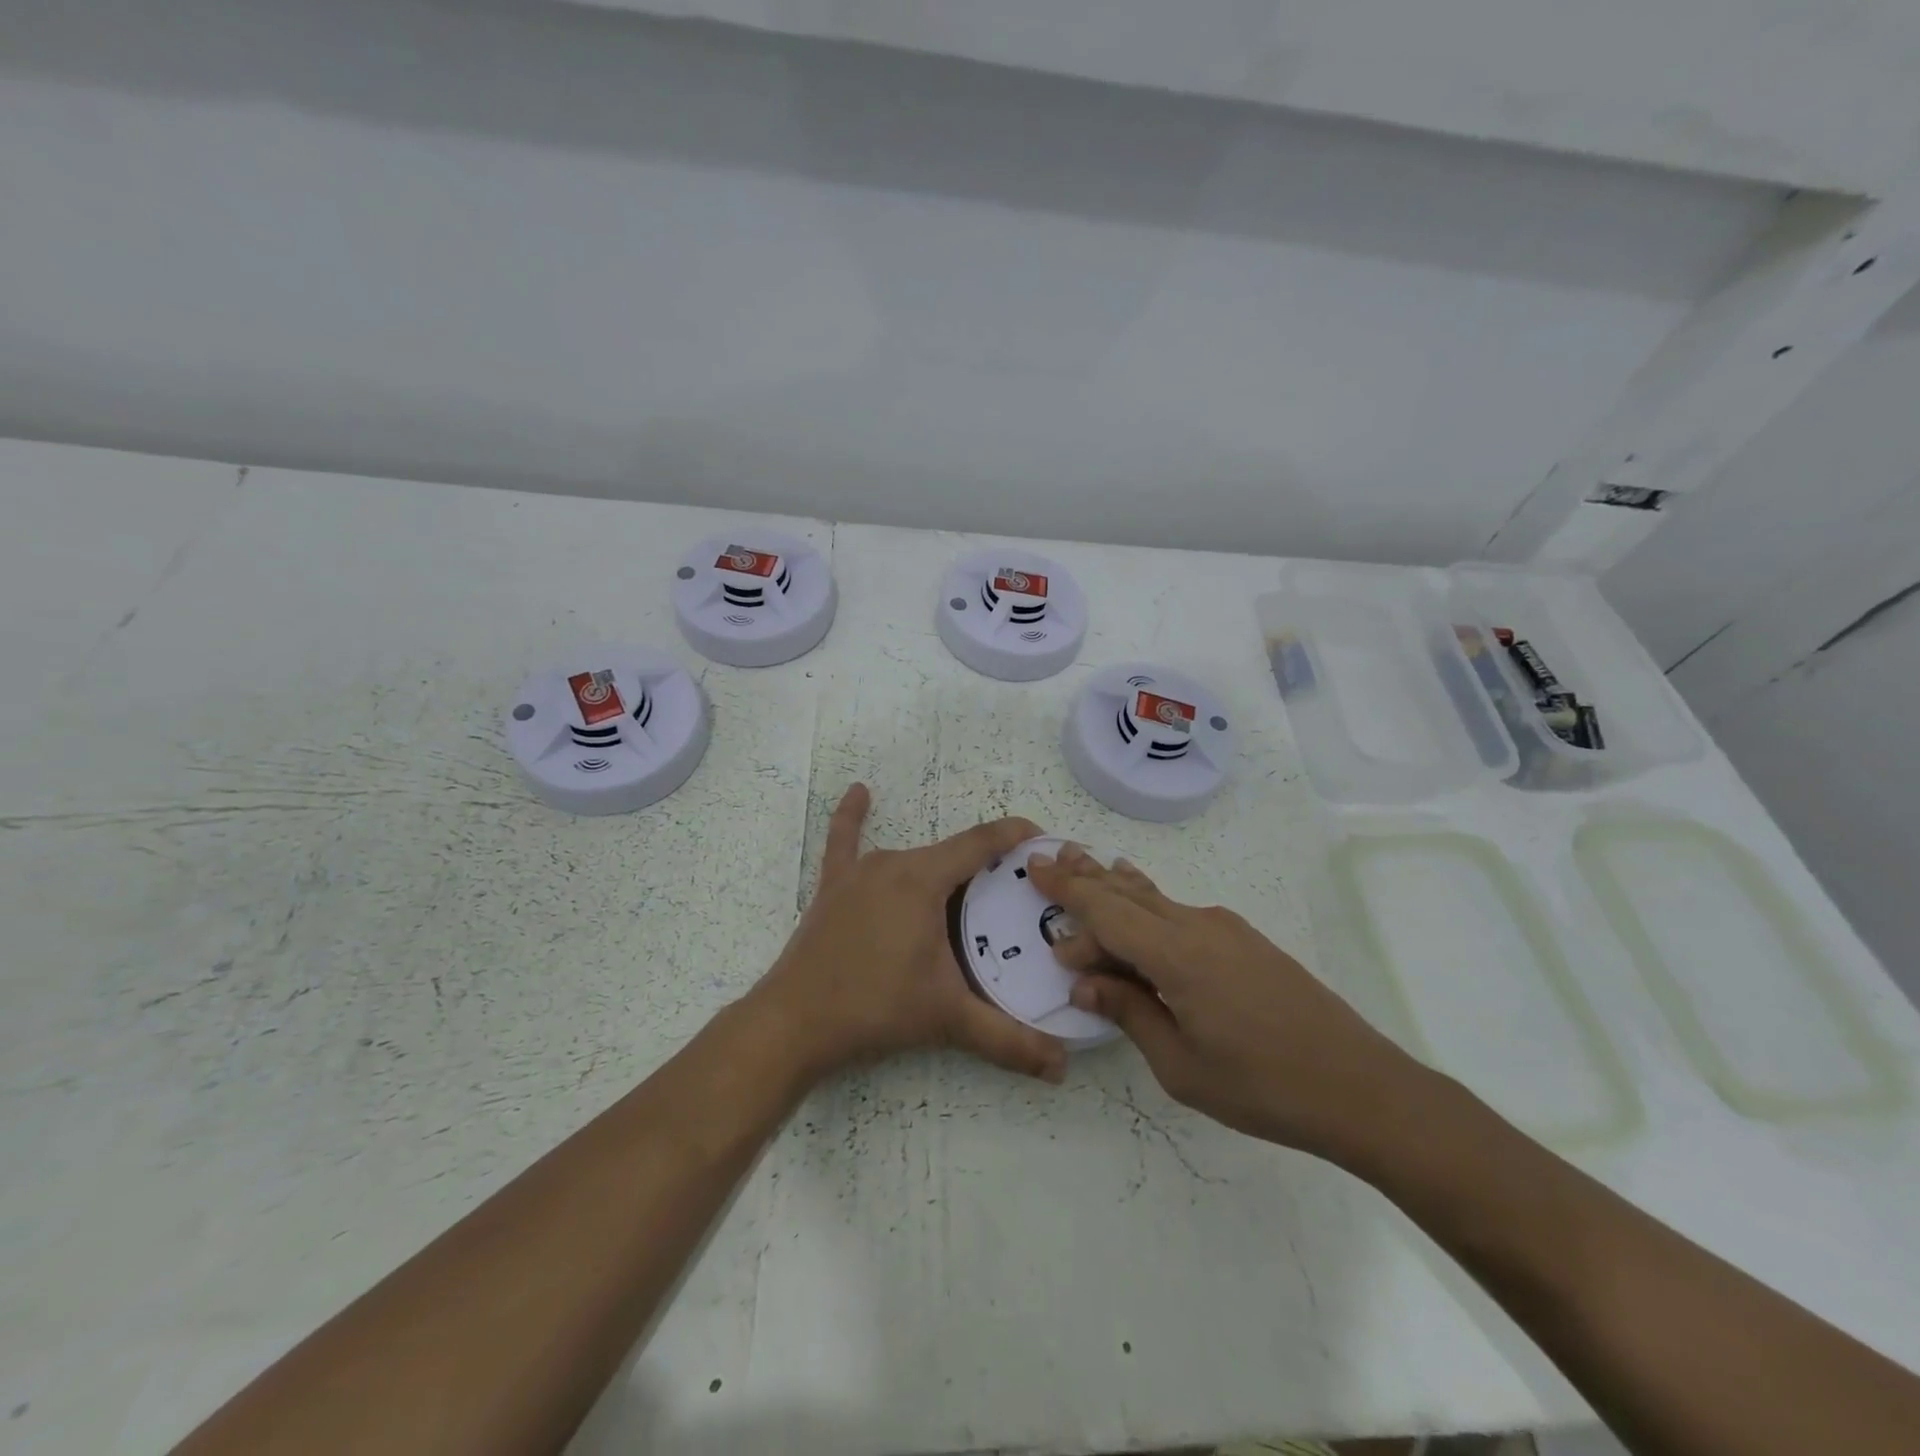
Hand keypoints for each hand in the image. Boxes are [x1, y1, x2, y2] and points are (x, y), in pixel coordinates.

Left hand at [755, 784, 1068, 1083]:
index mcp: (923, 879)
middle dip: (986, 870)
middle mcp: (892, 863)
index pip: (980, 843)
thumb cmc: (875, 1008)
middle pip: (950, 857)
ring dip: (943, 871)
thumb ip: (1008, 1039)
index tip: (1043, 840)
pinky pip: (844, 842)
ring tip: (972, 892)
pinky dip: (853, 816)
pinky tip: (859, 792)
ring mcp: (858, 872)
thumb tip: (1061, 1067)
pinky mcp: (833, 887)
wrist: (795, 1022)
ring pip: (913, 860)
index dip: (1014, 835)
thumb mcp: (947, 1018)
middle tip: (1015, 897)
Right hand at [1029, 846, 1425, 1160]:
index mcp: (1177, 956)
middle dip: (1086, 876)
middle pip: (1128, 893)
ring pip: (1155, 899)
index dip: (1068, 891)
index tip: (1035, 870)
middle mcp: (1198, 927)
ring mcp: (1226, 929)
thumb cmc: (1263, 1087)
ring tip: (1087, 864)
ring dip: (1116, 886)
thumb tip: (1084, 983)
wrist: (1360, 1086)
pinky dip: (1147, 906)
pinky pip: (1180, 913)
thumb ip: (1130, 1013)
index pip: (1107, 912)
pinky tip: (1139, 903)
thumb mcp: (1181, 1065)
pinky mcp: (1245, 941)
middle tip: (1050, 857)